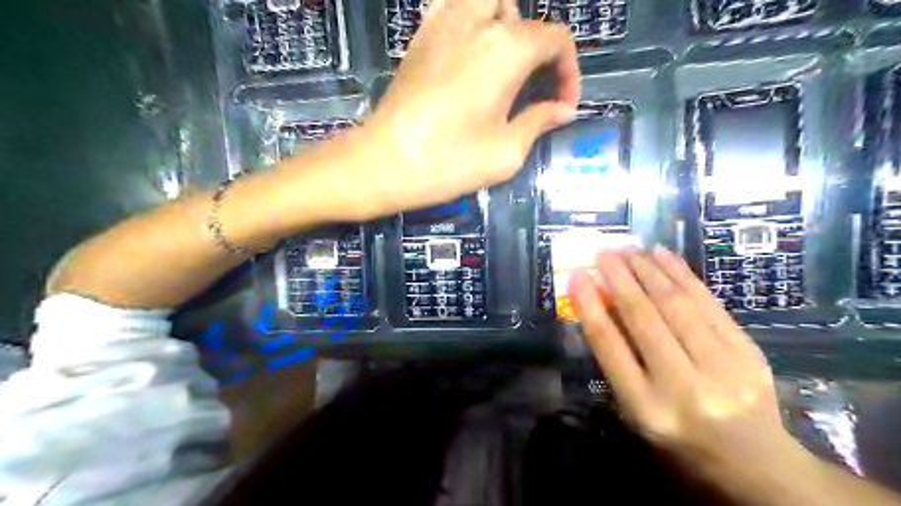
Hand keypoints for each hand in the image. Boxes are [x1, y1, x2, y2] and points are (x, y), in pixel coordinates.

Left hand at [303, 0, 579, 219]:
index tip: (562, 107)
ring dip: (505, 25)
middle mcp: (478, 23)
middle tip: (534, 85)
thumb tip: (562, 110)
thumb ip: (539, 122)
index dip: (569, 72)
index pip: (556, 40)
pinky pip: (451, 7)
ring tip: (503, 64)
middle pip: (523, 15)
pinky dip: (470, 20)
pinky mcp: (419, 38)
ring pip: (486, 1)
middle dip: (539, 47)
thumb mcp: (506, 152)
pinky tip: (468, 53)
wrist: (383, 162)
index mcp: (508, 49)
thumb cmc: (449, 161)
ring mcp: (442, 24)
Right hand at [568, 248, 802, 484]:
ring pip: (677, 305)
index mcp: (646, 408)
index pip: (610, 346)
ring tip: (629, 249)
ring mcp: (722, 368)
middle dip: (619, 278)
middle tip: (603, 251)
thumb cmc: (678, 437)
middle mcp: (683, 387)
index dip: (590, 305)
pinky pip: (708, 303)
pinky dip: (682, 275)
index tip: (577, 275)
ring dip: (649, 270)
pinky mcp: (748, 352)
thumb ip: (617, 360)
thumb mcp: (635, 409)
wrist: (753, 462)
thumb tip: (601, 303)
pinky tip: (663, 256)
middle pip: (644, 319)